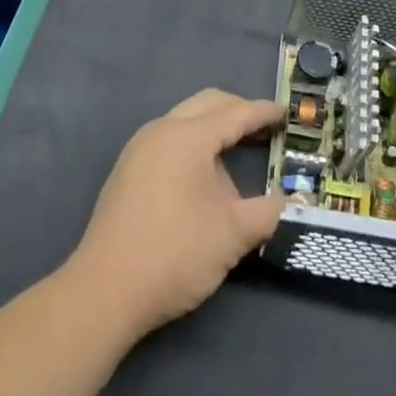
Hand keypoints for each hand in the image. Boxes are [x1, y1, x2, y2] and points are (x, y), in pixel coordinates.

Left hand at [66, 89, 286, 341]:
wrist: (104, 291)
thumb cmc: (174, 254)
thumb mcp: (232, 234)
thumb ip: (268, 213)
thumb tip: (291, 204)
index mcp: (188, 136)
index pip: (236, 114)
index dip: (264, 113)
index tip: (287, 113)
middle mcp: (162, 130)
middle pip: (208, 104)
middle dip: (239, 111)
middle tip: (265, 129)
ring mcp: (139, 148)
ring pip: (186, 120)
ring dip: (215, 128)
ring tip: (238, 153)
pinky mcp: (127, 169)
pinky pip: (169, 139)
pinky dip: (194, 144)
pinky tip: (204, 176)